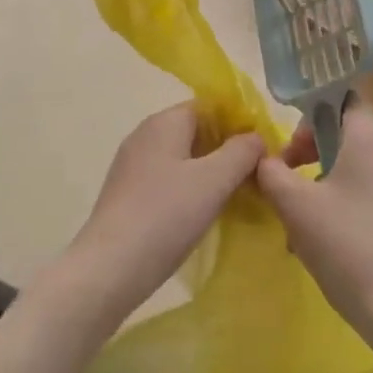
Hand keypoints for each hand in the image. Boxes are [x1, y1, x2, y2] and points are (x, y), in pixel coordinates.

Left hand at [67, 103, 264, 315]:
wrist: (111, 267)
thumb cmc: (167, 215)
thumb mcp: (215, 180)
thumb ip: (242, 151)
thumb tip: (256, 138)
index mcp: (165, 121)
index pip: (210, 106)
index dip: (239, 123)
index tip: (262, 150)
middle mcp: (145, 135)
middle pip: (196, 130)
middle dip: (227, 149)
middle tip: (254, 177)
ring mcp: (132, 165)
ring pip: (182, 157)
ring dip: (210, 172)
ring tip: (235, 197)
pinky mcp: (127, 193)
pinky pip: (168, 179)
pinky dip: (189, 189)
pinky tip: (202, 213)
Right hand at [254, 102, 372, 340]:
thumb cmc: (345, 243)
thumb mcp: (295, 205)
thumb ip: (272, 173)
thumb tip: (265, 161)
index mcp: (370, 139)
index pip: (342, 100)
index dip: (310, 115)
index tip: (288, 145)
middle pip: (345, 133)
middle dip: (310, 150)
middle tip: (285, 178)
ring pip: (354, 164)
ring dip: (321, 178)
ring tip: (298, 213)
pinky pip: (367, 189)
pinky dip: (342, 198)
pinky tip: (321, 234)